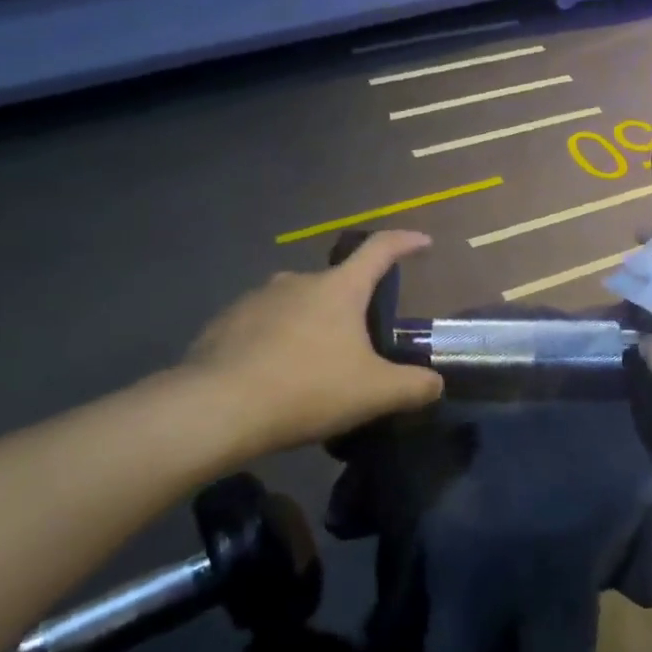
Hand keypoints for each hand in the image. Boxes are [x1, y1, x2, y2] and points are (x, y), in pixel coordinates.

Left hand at [180, 231, 442, 455]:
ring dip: (310, 327)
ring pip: (296, 306)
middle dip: (351, 308)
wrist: (216, 409)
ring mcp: (255, 299)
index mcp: (339, 288)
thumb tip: (435, 383)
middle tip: (359, 346)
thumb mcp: (376, 393)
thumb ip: (414, 386)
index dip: (404, 242)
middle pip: (336, 285)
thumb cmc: (307, 389)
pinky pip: (261, 326)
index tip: (422, 241)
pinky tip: (273, 378)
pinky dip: (275, 343)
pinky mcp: (223, 323)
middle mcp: (297, 281)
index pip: (380, 250)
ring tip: (313, 367)